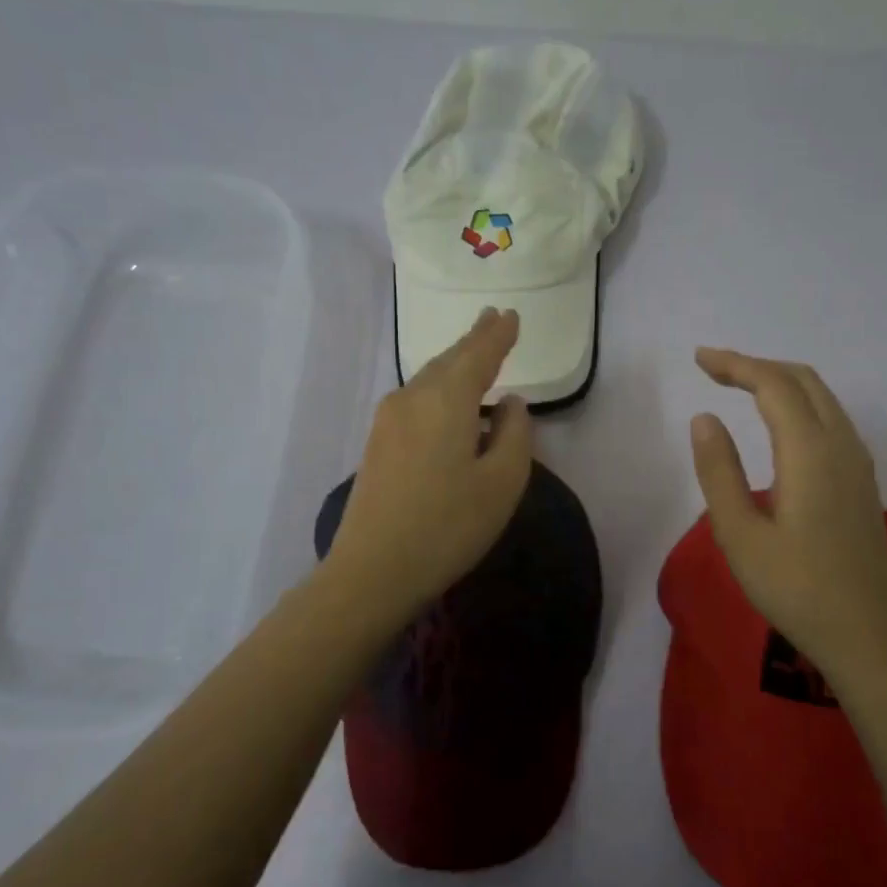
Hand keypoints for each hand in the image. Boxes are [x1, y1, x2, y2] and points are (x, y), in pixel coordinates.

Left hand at [319, 308, 533, 621]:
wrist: (372, 570)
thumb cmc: (447, 526)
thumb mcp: (502, 483)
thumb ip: (514, 435)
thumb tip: (509, 404)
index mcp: (446, 400)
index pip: (478, 355)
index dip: (498, 335)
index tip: (511, 315)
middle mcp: (412, 397)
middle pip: (449, 359)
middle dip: (474, 340)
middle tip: (493, 320)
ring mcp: (388, 419)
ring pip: (429, 378)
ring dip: (455, 363)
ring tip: (476, 352)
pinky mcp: (378, 442)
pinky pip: (417, 398)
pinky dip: (439, 387)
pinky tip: (448, 399)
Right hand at [688, 347, 886, 682]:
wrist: (867, 635)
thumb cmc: (795, 589)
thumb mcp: (740, 534)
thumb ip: (719, 471)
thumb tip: (704, 418)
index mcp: (810, 452)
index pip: (773, 385)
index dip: (735, 364)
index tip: (699, 359)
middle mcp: (842, 445)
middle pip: (803, 380)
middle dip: (757, 365)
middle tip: (714, 369)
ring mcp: (858, 463)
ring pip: (822, 397)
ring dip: (780, 382)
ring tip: (739, 387)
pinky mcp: (862, 481)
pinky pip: (831, 418)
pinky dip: (799, 403)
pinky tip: (778, 424)